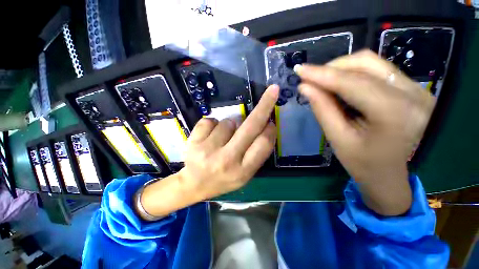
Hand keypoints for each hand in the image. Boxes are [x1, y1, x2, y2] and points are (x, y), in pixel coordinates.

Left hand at [178, 85, 278, 199]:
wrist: (194, 185)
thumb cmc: (223, 180)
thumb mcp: (245, 174)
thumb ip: (257, 153)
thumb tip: (266, 126)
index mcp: (243, 171)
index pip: (263, 144)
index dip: (270, 129)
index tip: (271, 121)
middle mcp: (227, 160)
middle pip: (250, 127)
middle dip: (264, 106)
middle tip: (272, 91)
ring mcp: (208, 150)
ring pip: (228, 122)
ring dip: (230, 125)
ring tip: (222, 139)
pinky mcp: (193, 141)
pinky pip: (210, 121)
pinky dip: (213, 125)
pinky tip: (209, 137)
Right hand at [295, 50, 435, 214]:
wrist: (390, 175)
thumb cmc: (363, 164)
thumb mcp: (338, 138)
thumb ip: (322, 109)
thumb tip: (304, 87)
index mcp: (395, 113)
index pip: (352, 83)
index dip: (321, 74)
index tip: (299, 69)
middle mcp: (413, 94)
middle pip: (365, 63)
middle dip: (331, 68)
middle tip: (309, 78)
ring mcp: (417, 89)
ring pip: (372, 63)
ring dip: (341, 69)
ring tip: (322, 82)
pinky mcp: (413, 88)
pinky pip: (378, 70)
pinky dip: (353, 74)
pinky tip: (339, 85)